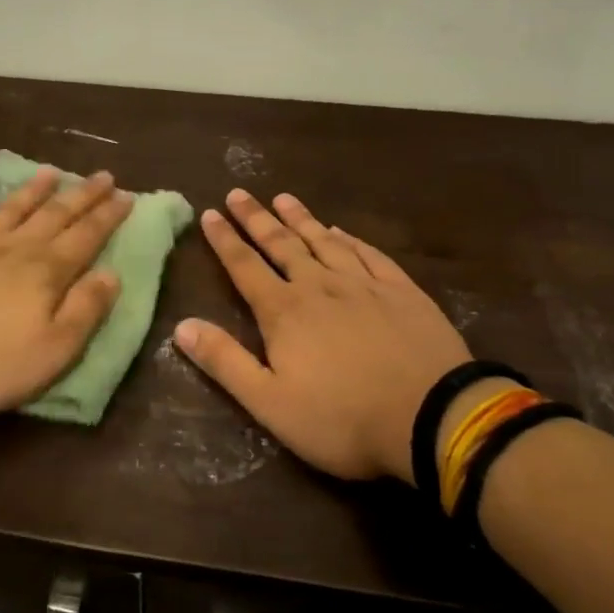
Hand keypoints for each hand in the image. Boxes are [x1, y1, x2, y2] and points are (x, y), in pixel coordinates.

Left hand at [0, 168, 132, 416]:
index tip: (126, 195)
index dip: (108, 216)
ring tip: (50, 173)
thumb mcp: (54, 350)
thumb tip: (112, 274)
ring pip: (11, 210)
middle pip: (54, 215)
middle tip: (102, 176)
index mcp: (46, 272)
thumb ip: (85, 310)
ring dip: (33, 191)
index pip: (86, 237)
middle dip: (81, 195)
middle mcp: (14, 249)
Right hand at [174, 190, 469, 481]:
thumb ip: (225, 362)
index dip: (224, 240)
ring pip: (324, 241)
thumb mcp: (270, 402)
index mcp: (284, 312)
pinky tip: (341, 231)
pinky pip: (369, 254)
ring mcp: (364, 285)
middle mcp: (320, 286)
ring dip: (300, 219)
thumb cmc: (342, 419)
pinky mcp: (402, 291)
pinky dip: (350, 239)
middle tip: (239, 193)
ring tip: (283, 198)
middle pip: (281, 245)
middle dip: (256, 218)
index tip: (209, 213)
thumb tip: (181, 326)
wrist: (432, 418)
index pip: (245, 267)